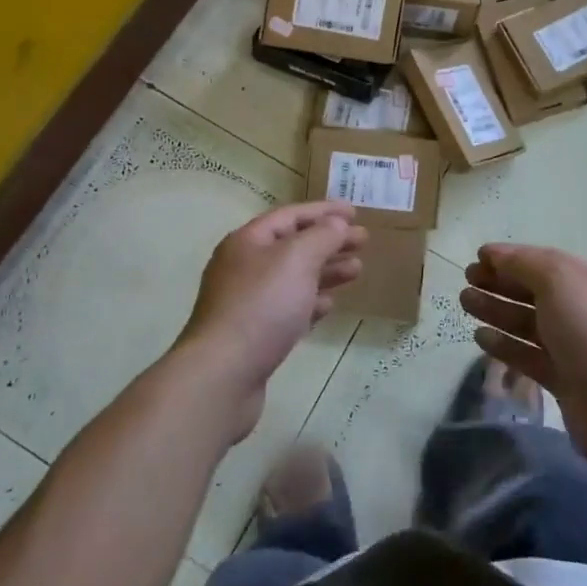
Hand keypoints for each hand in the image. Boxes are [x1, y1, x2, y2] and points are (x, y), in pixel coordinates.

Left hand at [176, 201, 365, 441]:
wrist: (223, 375)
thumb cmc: (261, 306)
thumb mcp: (296, 259)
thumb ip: (321, 236)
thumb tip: (336, 223)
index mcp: (248, 241)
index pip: (290, 216)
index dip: (323, 211)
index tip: (355, 212)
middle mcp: (244, 267)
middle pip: (293, 246)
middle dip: (329, 241)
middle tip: (363, 241)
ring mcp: (247, 302)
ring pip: (293, 278)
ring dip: (325, 271)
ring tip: (356, 270)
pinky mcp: (254, 334)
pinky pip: (288, 308)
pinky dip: (311, 302)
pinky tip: (329, 304)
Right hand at [461, 244, 586, 470]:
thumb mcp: (559, 280)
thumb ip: (524, 263)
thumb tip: (495, 254)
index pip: (543, 263)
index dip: (510, 258)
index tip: (478, 258)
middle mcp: (581, 312)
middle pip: (533, 292)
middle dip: (499, 283)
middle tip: (466, 281)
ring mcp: (573, 349)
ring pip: (527, 324)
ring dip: (496, 311)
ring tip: (465, 303)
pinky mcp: (563, 381)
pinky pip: (527, 356)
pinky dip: (504, 345)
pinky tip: (480, 337)